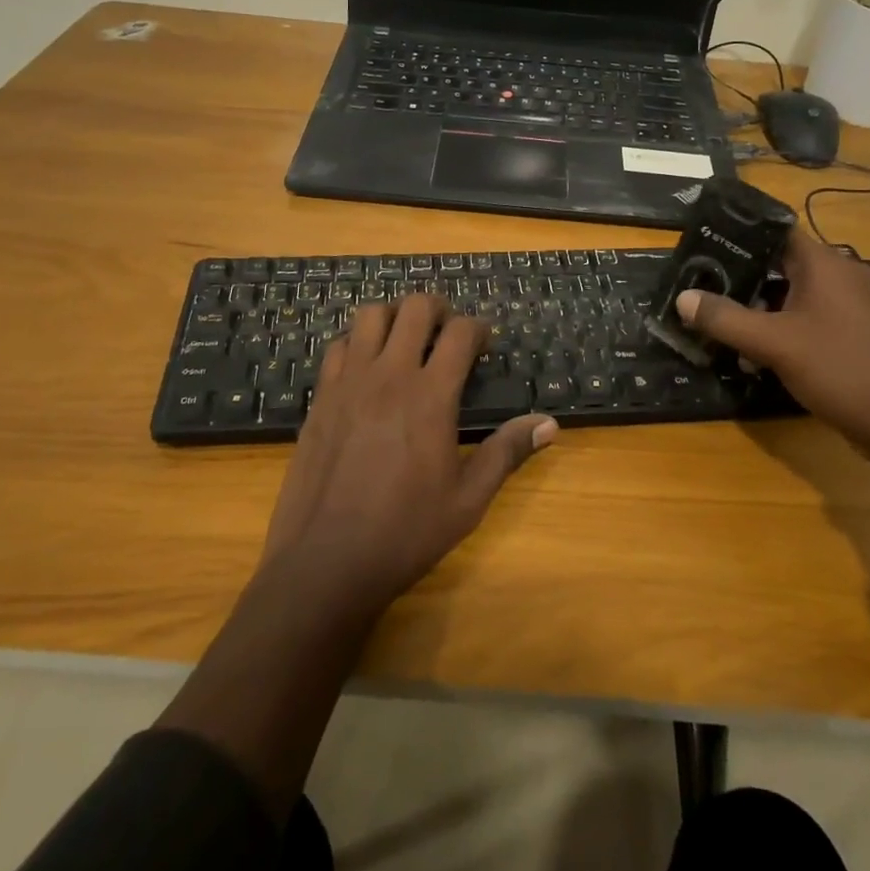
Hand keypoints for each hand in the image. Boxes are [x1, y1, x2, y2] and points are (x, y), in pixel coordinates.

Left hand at [260, 295, 556, 610]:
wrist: (325, 562)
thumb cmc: (406, 533)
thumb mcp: (468, 500)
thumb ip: (507, 452)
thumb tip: (549, 423)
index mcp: (431, 396)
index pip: (460, 332)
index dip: (477, 329)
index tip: (483, 345)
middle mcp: (389, 375)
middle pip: (415, 307)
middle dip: (438, 309)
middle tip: (447, 333)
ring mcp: (349, 382)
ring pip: (370, 315)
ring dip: (394, 318)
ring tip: (405, 341)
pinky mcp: (320, 397)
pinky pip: (338, 346)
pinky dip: (357, 343)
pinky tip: (366, 369)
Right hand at [676, 235, 869, 479]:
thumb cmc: (842, 369)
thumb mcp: (774, 344)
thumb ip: (725, 319)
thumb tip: (682, 297)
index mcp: (824, 264)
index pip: (774, 230)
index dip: (737, 235)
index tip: (702, 246)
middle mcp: (842, 275)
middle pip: (780, 264)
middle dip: (741, 278)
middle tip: (701, 290)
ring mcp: (854, 306)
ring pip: (794, 295)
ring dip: (760, 309)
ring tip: (721, 324)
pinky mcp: (858, 334)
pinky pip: (811, 318)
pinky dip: (783, 328)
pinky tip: (758, 353)